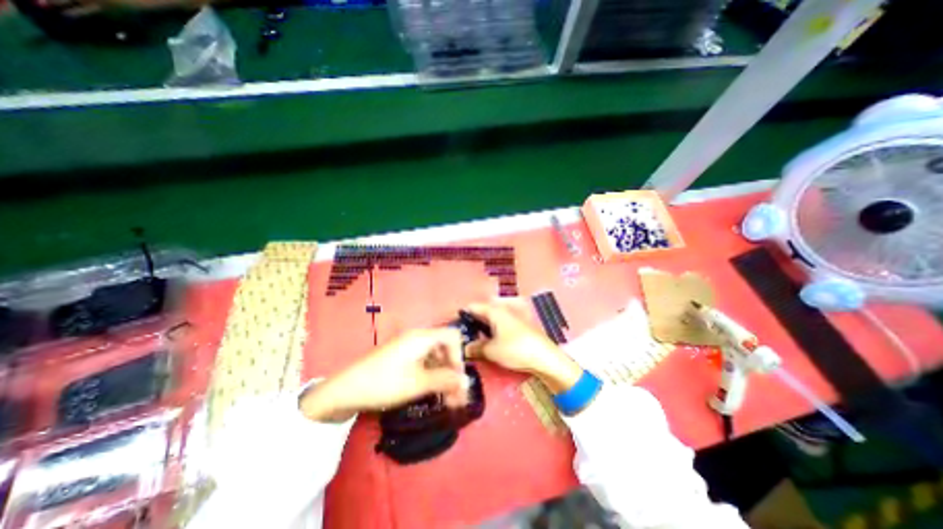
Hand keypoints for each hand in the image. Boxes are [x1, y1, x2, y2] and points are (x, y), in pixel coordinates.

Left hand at [300, 329, 469, 423]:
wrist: (344, 390)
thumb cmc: (384, 383)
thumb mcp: (417, 384)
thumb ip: (445, 380)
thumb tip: (467, 382)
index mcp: (422, 337)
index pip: (452, 336)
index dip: (459, 355)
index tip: (457, 378)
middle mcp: (417, 338)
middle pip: (445, 348)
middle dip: (453, 371)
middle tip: (456, 396)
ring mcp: (409, 347)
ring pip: (435, 357)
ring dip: (443, 376)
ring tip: (446, 400)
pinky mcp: (401, 357)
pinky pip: (424, 362)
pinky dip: (431, 376)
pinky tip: (431, 392)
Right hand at [462, 302, 581, 391]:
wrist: (545, 357)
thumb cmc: (516, 349)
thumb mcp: (491, 351)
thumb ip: (476, 348)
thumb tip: (465, 349)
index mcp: (494, 311)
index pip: (473, 307)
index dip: (462, 315)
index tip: (453, 327)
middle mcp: (503, 310)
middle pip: (482, 312)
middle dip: (471, 323)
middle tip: (461, 337)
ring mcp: (512, 317)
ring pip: (491, 320)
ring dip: (481, 329)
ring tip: (472, 342)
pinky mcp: (518, 327)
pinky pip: (499, 326)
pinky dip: (491, 332)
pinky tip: (488, 343)